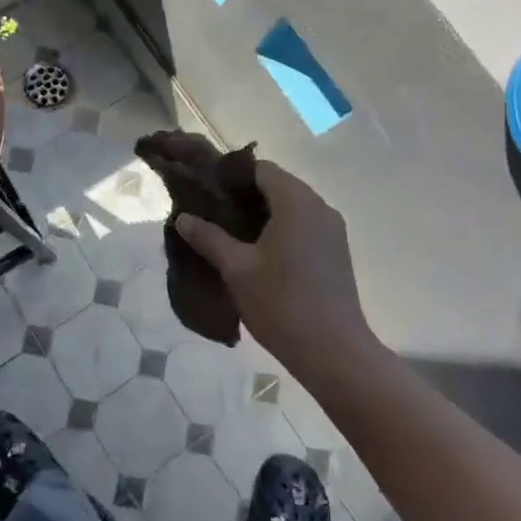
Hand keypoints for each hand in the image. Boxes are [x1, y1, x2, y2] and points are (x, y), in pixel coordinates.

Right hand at [175, 160, 378, 378]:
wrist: (333, 351)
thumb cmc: (281, 303)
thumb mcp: (237, 269)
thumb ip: (209, 237)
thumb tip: (183, 217)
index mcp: (297, 201)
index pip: (260, 168)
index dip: (230, 176)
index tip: (206, 193)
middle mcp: (319, 206)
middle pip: (277, 184)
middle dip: (244, 195)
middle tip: (212, 214)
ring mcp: (332, 229)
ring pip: (291, 206)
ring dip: (262, 213)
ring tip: (230, 234)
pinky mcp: (336, 250)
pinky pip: (304, 224)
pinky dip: (280, 228)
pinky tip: (258, 252)